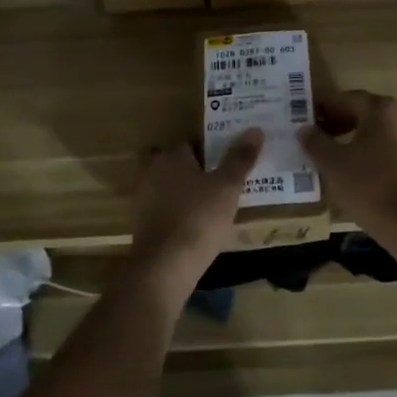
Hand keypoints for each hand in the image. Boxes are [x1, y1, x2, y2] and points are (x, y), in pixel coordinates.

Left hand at [127, 130, 263, 295]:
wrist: (165, 266)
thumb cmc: (199, 217)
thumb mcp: (228, 187)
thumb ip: (240, 158)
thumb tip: (255, 129)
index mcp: (172, 156)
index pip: (188, 142)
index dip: (206, 147)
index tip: (222, 156)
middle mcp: (152, 172)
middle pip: (171, 162)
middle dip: (188, 167)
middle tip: (213, 176)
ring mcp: (143, 199)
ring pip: (164, 186)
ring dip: (180, 190)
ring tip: (207, 200)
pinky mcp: (141, 225)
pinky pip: (161, 209)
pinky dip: (174, 212)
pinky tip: (193, 223)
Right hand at [299, 90, 396, 231]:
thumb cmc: (369, 186)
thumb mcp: (333, 164)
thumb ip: (316, 142)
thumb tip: (304, 129)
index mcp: (382, 109)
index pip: (347, 98)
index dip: (325, 108)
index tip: (309, 120)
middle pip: (368, 114)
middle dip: (343, 124)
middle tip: (321, 139)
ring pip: (384, 135)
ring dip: (361, 142)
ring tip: (340, 161)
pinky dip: (379, 159)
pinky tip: (366, 179)